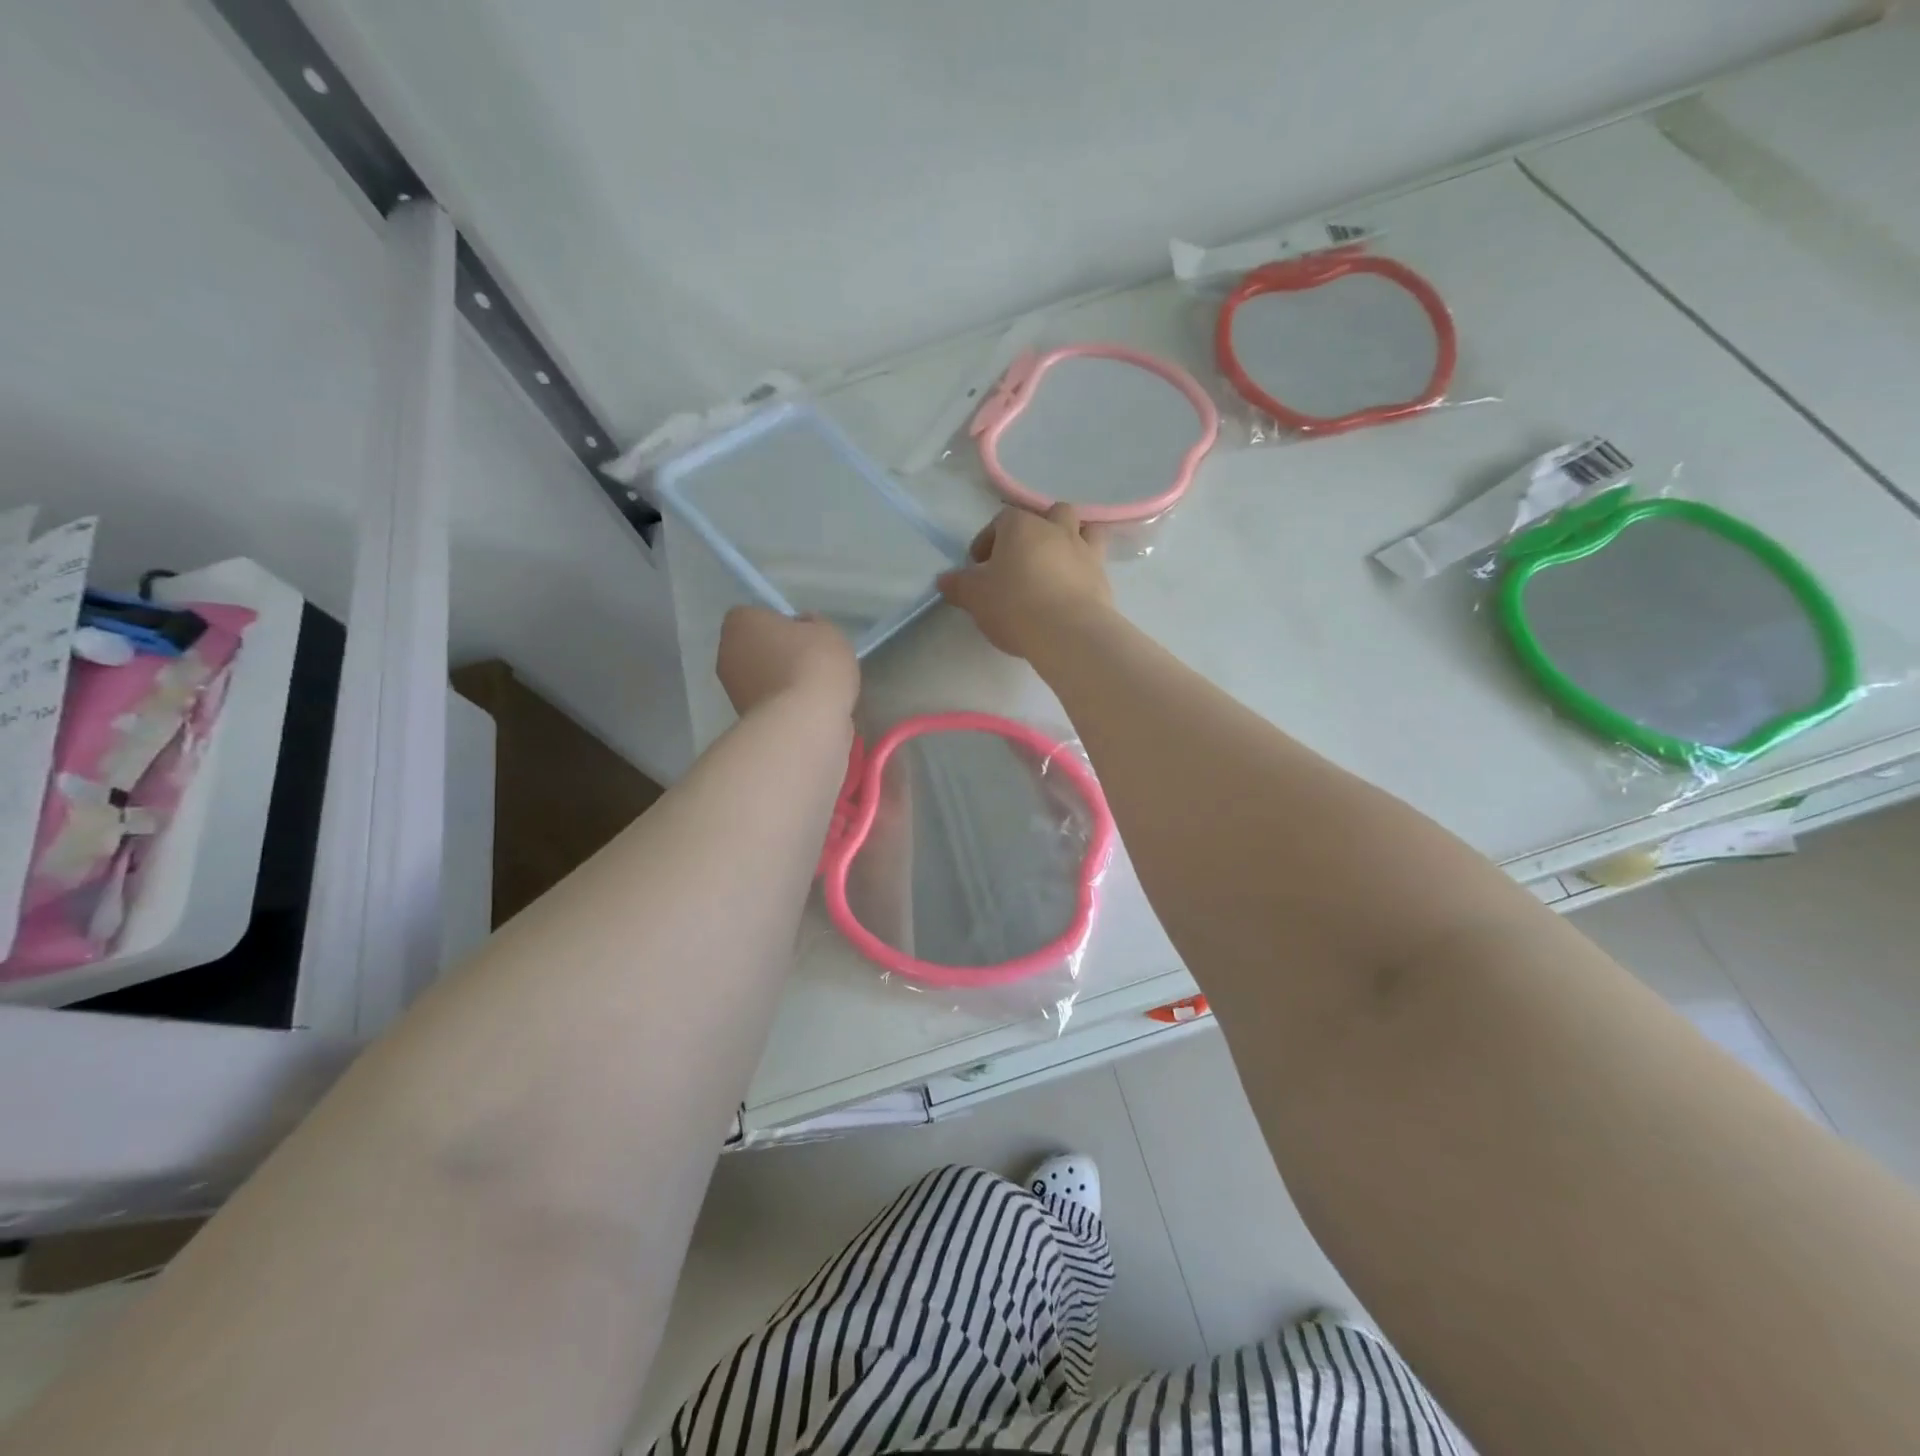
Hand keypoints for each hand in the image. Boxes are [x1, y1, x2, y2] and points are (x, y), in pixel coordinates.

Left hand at [716, 607, 858, 717]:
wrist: (805, 723)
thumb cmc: (814, 664)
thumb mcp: (828, 630)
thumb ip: (813, 625)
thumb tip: (803, 630)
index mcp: (739, 622)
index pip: (756, 616)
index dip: (782, 624)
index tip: (805, 636)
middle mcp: (727, 653)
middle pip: (756, 648)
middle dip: (779, 655)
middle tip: (812, 663)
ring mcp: (733, 691)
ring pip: (763, 678)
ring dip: (783, 683)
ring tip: (816, 691)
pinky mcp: (746, 720)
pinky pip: (772, 704)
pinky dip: (787, 706)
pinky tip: (811, 711)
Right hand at [937, 505, 1113, 659]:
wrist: (1068, 632)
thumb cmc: (1014, 604)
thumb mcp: (974, 597)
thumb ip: (957, 585)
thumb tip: (944, 580)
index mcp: (1022, 525)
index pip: (1001, 521)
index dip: (987, 541)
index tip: (979, 566)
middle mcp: (1057, 529)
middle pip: (1049, 515)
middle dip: (1036, 531)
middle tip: (1021, 560)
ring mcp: (1085, 551)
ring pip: (1083, 530)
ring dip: (1070, 541)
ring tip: (1055, 567)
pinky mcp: (1103, 577)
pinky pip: (1094, 563)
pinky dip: (1083, 572)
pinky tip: (1071, 593)